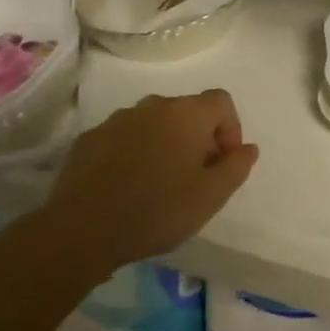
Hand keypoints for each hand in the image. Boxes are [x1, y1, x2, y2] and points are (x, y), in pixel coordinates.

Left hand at [43, 90, 258, 267]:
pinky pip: (124, 138)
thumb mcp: (211, 196)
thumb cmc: (157, 210)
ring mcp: (117, 120)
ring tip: (160, 184)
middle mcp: (152, 106)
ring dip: (165, 144)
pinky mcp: (90, 138)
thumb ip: (236, 167)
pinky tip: (127, 186)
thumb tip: (248, 148)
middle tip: (195, 178)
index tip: (223, 163)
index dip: (230, 129)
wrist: (82, 229)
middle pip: (187, 111)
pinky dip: (134, 153)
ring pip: (154, 123)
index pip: (221, 101)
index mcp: (186, 114)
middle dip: (198, 139)